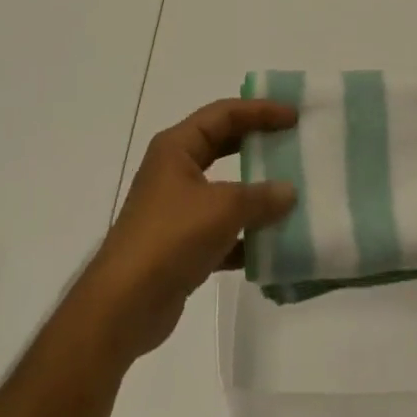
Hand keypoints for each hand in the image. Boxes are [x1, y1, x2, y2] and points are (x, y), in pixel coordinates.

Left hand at [73, 99, 297, 364]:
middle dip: (257, 143)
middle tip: (292, 142)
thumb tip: (289, 192)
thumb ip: (260, 197)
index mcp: (177, 147)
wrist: (124, 305)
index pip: (223, 114)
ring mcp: (176, 208)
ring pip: (223, 189)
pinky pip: (221, 229)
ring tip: (291, 191)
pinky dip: (245, 234)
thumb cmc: (170, 237)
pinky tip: (272, 245)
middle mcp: (174, 170)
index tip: (293, 116)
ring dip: (254, 192)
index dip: (259, 110)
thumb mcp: (222, 209)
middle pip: (222, 145)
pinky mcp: (180, 245)